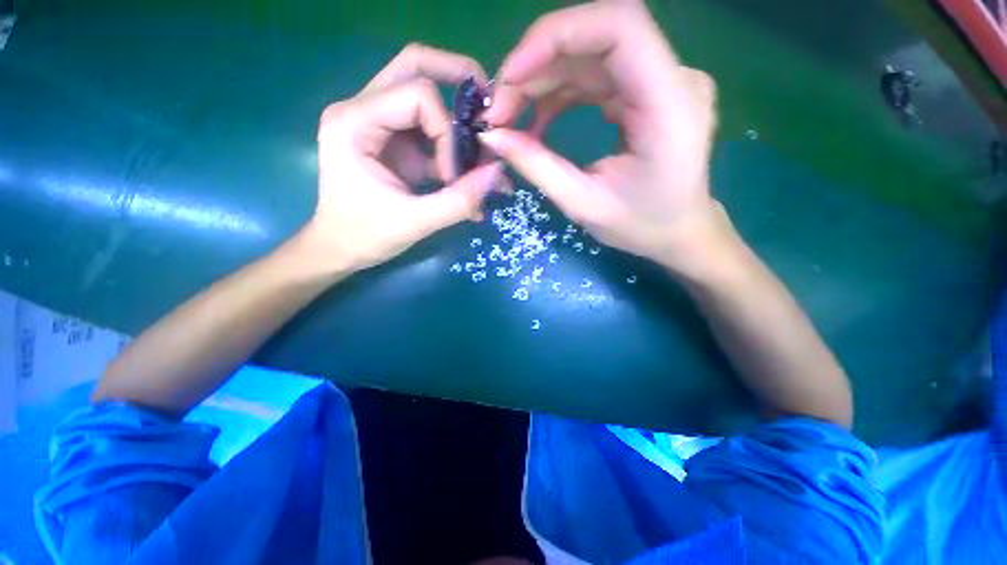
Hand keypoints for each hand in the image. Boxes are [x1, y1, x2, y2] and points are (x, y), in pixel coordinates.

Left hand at [301, 44, 503, 273]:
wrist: (339, 249)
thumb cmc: (365, 236)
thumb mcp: (415, 222)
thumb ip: (459, 200)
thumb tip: (497, 174)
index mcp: (355, 123)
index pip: (418, 96)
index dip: (447, 133)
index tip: (453, 175)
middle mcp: (361, 110)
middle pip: (414, 67)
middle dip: (457, 78)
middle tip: (487, 106)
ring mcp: (377, 124)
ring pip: (423, 94)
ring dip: (456, 119)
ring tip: (478, 151)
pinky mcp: (391, 142)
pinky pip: (427, 129)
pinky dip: (450, 146)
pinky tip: (463, 173)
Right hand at [480, 0, 733, 275]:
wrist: (679, 232)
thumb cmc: (641, 226)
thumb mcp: (583, 204)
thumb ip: (537, 166)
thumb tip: (491, 136)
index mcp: (670, 104)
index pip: (619, 26)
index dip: (556, 37)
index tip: (510, 78)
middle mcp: (673, 78)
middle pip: (595, 38)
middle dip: (536, 67)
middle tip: (499, 111)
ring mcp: (660, 81)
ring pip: (588, 56)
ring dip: (541, 82)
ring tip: (509, 120)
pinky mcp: (646, 91)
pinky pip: (594, 77)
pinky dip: (558, 94)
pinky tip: (537, 123)